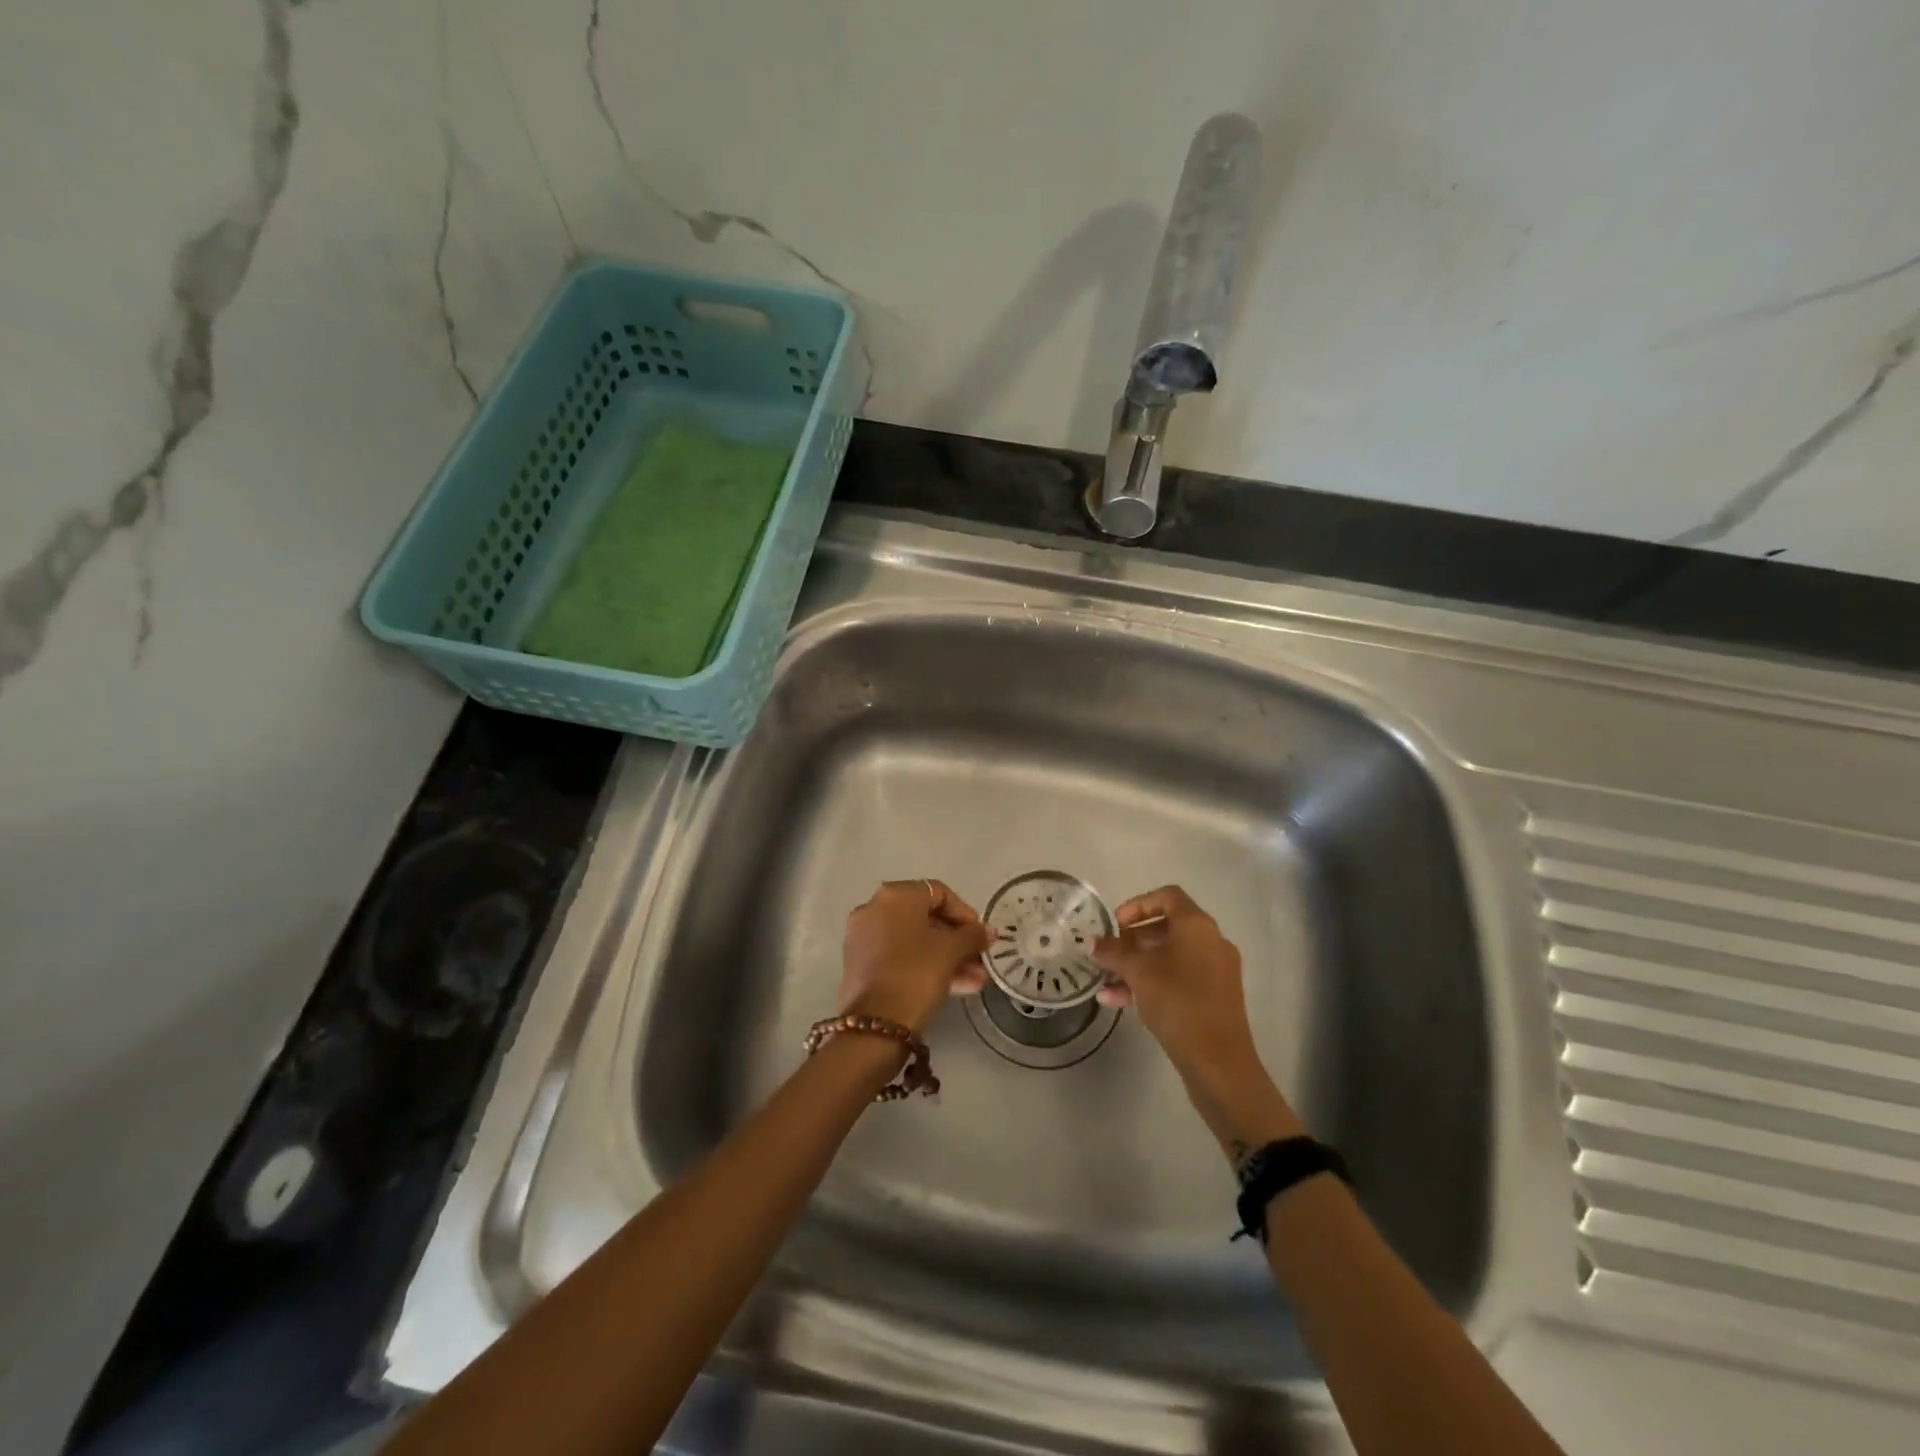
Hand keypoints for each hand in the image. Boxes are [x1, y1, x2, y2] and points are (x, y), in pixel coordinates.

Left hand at [840, 880, 989, 1034]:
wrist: (874, 1026)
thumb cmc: (916, 975)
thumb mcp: (950, 952)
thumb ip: (972, 935)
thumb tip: (988, 930)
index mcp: (895, 896)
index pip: (939, 893)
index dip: (965, 913)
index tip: (981, 935)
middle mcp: (874, 908)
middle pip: (925, 917)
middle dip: (957, 940)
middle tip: (980, 959)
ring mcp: (863, 937)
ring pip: (914, 940)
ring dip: (947, 957)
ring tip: (976, 981)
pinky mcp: (860, 964)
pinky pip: (899, 956)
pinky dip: (925, 965)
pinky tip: (955, 987)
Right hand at [1090, 887, 1255, 1076]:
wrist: (1219, 1062)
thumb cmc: (1178, 1003)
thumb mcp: (1138, 972)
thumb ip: (1114, 952)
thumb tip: (1092, 943)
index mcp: (1197, 926)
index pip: (1167, 896)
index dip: (1137, 905)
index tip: (1115, 925)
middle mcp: (1211, 942)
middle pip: (1167, 927)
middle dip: (1132, 939)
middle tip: (1109, 954)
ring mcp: (1215, 971)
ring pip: (1170, 957)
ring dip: (1137, 965)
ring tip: (1106, 981)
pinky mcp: (1214, 998)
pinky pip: (1178, 979)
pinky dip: (1151, 983)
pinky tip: (1117, 1000)